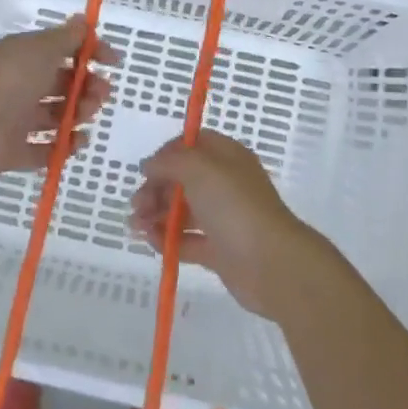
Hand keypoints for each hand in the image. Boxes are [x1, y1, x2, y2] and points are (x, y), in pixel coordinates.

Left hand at [0, 16, 116, 178]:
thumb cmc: (8, 77)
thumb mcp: (42, 48)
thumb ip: (67, 38)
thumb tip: (82, 20)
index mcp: (27, 57)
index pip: (64, 51)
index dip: (91, 54)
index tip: (114, 62)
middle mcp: (22, 85)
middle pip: (62, 85)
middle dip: (87, 87)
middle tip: (101, 94)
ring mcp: (16, 120)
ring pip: (55, 116)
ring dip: (78, 115)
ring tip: (85, 117)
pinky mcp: (12, 152)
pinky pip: (43, 151)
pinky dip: (62, 148)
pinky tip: (77, 143)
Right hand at [130, 130, 327, 318]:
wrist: (272, 263)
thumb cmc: (235, 206)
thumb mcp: (199, 169)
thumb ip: (170, 162)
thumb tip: (149, 164)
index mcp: (226, 157)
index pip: (192, 145)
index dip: (167, 154)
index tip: (147, 170)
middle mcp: (225, 184)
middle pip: (183, 179)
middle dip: (156, 189)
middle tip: (136, 206)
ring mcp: (223, 218)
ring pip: (183, 211)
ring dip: (157, 215)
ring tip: (135, 227)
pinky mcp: (220, 250)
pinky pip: (188, 240)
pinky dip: (168, 240)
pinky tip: (151, 242)